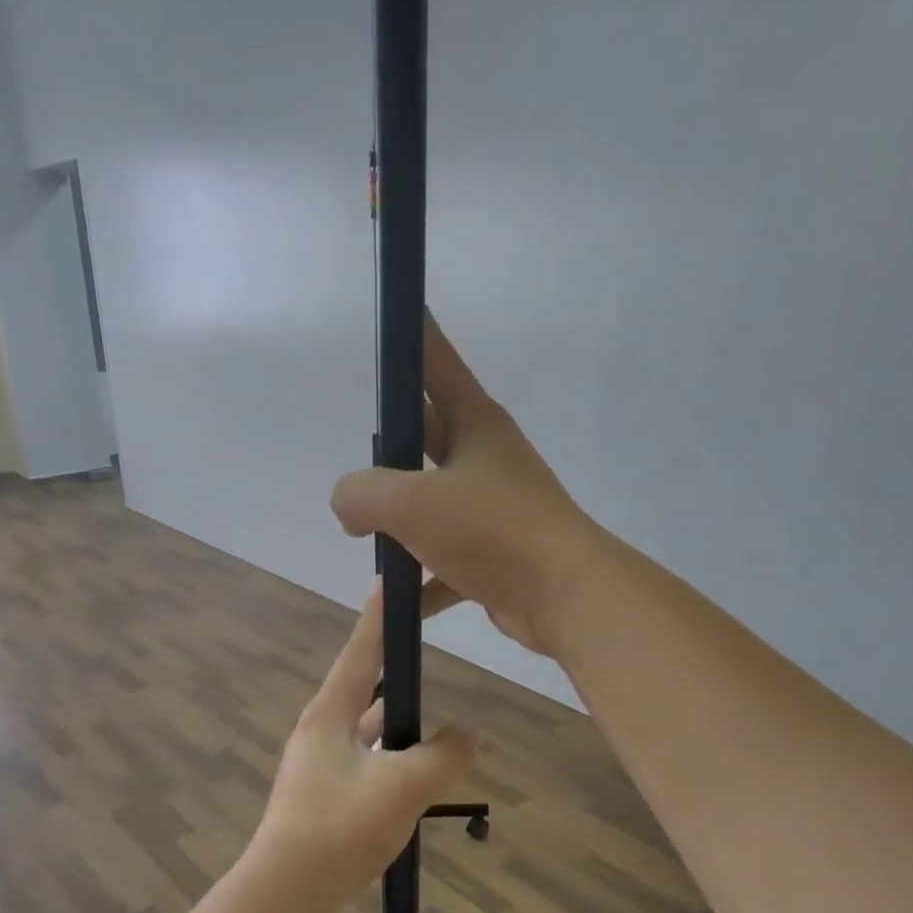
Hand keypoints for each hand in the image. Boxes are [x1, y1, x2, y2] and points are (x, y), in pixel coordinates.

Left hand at [241, 587, 474, 912]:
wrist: (286, 893)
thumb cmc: (340, 826)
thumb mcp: (404, 785)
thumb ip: (444, 756)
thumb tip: (467, 738)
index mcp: (330, 714)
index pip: (360, 652)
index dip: (377, 618)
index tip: (389, 583)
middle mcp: (321, 732)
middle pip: (365, 690)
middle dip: (396, 674)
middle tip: (427, 656)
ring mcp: (319, 767)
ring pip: (368, 732)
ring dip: (398, 726)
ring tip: (434, 724)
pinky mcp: (324, 798)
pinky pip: (367, 764)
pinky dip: (393, 761)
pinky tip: (416, 778)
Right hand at [330, 310, 605, 658]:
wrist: (564, 597)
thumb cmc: (490, 531)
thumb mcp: (410, 503)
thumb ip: (361, 494)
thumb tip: (348, 506)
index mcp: (475, 424)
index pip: (435, 362)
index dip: (412, 335)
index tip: (394, 313)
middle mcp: (487, 459)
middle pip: (427, 436)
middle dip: (389, 451)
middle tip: (356, 466)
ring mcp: (494, 509)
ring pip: (434, 503)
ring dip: (401, 521)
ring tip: (364, 535)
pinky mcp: (497, 556)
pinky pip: (447, 561)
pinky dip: (424, 579)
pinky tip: (399, 600)